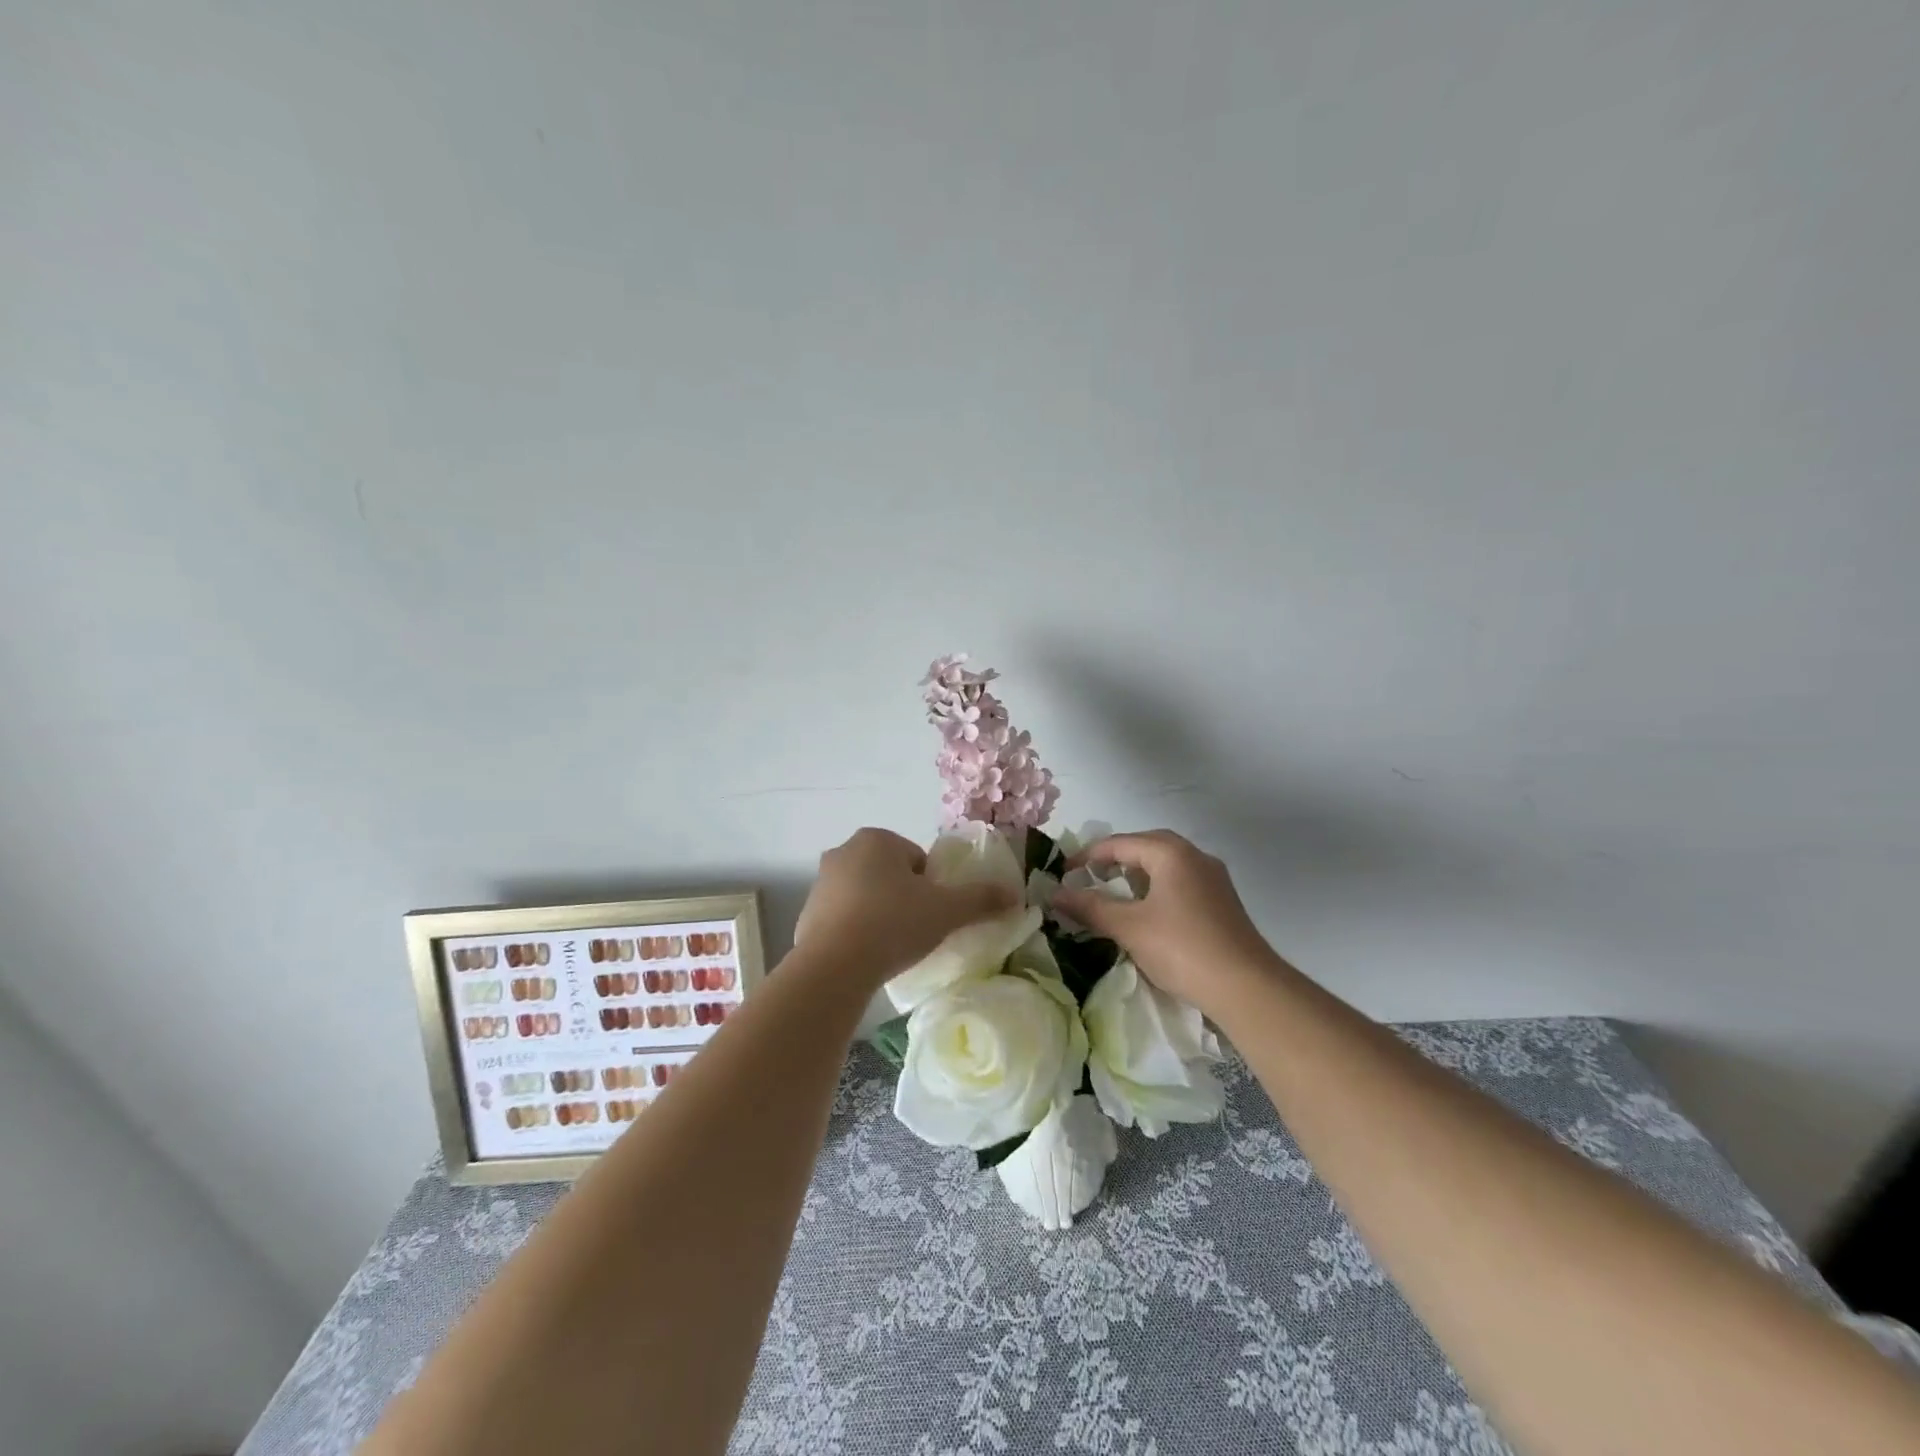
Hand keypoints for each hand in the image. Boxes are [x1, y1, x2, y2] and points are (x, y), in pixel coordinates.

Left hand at [796, 828, 1018, 981]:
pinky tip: (866, 956)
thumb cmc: (893, 924)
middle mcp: (844, 851)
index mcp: (877, 839)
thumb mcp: (946, 910)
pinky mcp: (806, 914)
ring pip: (866, 895)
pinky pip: (843, 918)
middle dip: (904, 898)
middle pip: (891, 875)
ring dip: (880, 914)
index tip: (933, 915)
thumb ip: (981, 899)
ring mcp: (820, 883)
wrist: (834, 967)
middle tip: (916, 930)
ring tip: (892, 947)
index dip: (932, 888)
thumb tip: (1014, 894)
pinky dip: (856, 932)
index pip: (917, 860)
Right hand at [1052, 829, 1281, 1013]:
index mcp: (1171, 852)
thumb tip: (1054, 894)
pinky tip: (1147, 914)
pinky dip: (1156, 889)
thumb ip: (1089, 907)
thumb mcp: (1128, 927)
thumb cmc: (1182, 948)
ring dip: (1136, 875)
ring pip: (1165, 865)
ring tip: (1113, 895)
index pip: (1119, 843)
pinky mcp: (1222, 902)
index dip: (1086, 856)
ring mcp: (1213, 879)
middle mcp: (1195, 856)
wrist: (1247, 987)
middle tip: (1088, 878)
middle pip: (1145, 847)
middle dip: (1113, 860)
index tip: (1062, 874)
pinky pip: (1180, 883)